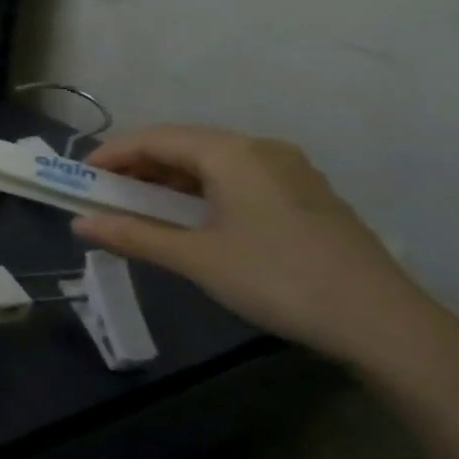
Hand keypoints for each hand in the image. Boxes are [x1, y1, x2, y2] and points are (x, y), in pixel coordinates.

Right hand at [71, 125, 439, 366]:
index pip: (156, 138)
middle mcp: (260, 149)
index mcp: (231, 153)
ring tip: (141, 207)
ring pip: (213, 162)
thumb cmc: (275, 278)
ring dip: (171, 180)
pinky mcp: (304, 194)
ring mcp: (289, 170)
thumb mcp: (196, 258)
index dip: (113, 154)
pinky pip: (238, 177)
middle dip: (140, 166)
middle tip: (105, 194)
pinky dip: (202, 190)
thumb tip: (79, 225)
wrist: (379, 320)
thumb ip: (133, 235)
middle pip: (185, 145)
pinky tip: (192, 218)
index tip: (81, 177)